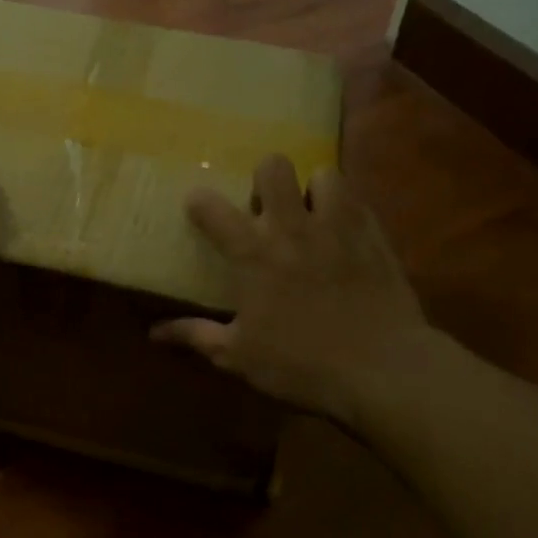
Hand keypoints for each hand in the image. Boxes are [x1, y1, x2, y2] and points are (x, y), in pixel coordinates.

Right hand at [152, 155, 431, 426]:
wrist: (383, 370)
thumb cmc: (301, 364)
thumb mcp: (239, 356)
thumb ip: (195, 336)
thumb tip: (153, 333)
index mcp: (253, 254)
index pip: (211, 208)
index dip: (199, 202)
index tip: (198, 209)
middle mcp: (292, 228)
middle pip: (273, 168)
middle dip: (264, 180)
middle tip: (266, 212)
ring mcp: (338, 227)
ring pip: (324, 175)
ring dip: (313, 191)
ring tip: (312, 217)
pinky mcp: (374, 237)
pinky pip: (359, 203)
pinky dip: (347, 211)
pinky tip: (344, 235)